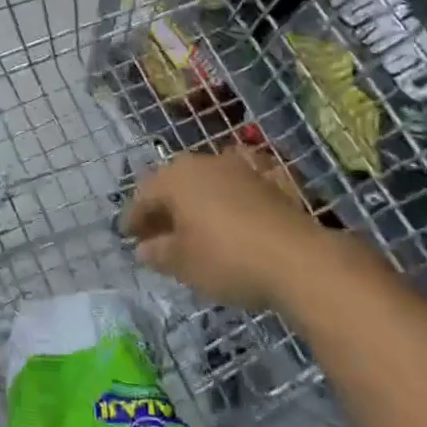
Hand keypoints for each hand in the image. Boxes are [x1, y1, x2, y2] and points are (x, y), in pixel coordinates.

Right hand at [121, 148, 324, 310]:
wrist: (298, 257)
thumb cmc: (226, 257)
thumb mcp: (183, 263)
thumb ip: (158, 253)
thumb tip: (144, 249)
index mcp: (175, 177)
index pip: (143, 195)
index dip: (133, 218)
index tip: (128, 237)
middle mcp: (202, 163)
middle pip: (173, 184)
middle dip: (162, 209)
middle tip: (155, 234)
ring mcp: (237, 168)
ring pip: (203, 184)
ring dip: (192, 205)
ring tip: (190, 231)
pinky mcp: (266, 181)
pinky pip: (231, 189)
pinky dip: (220, 205)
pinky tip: (224, 224)